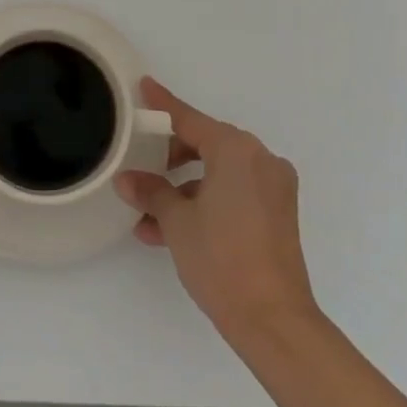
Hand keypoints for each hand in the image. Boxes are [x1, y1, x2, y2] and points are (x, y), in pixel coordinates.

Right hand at [115, 78, 317, 345]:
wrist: (273, 320)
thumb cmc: (221, 258)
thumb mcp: (177, 221)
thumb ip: (151, 192)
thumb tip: (128, 180)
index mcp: (237, 150)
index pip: (189, 119)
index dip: (163, 104)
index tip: (145, 86)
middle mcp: (260, 160)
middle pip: (206, 145)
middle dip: (170, 158)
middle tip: (141, 168)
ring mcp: (273, 188)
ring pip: (218, 173)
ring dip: (183, 188)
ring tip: (148, 215)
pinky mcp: (278, 214)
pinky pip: (234, 193)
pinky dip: (206, 202)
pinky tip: (171, 230)